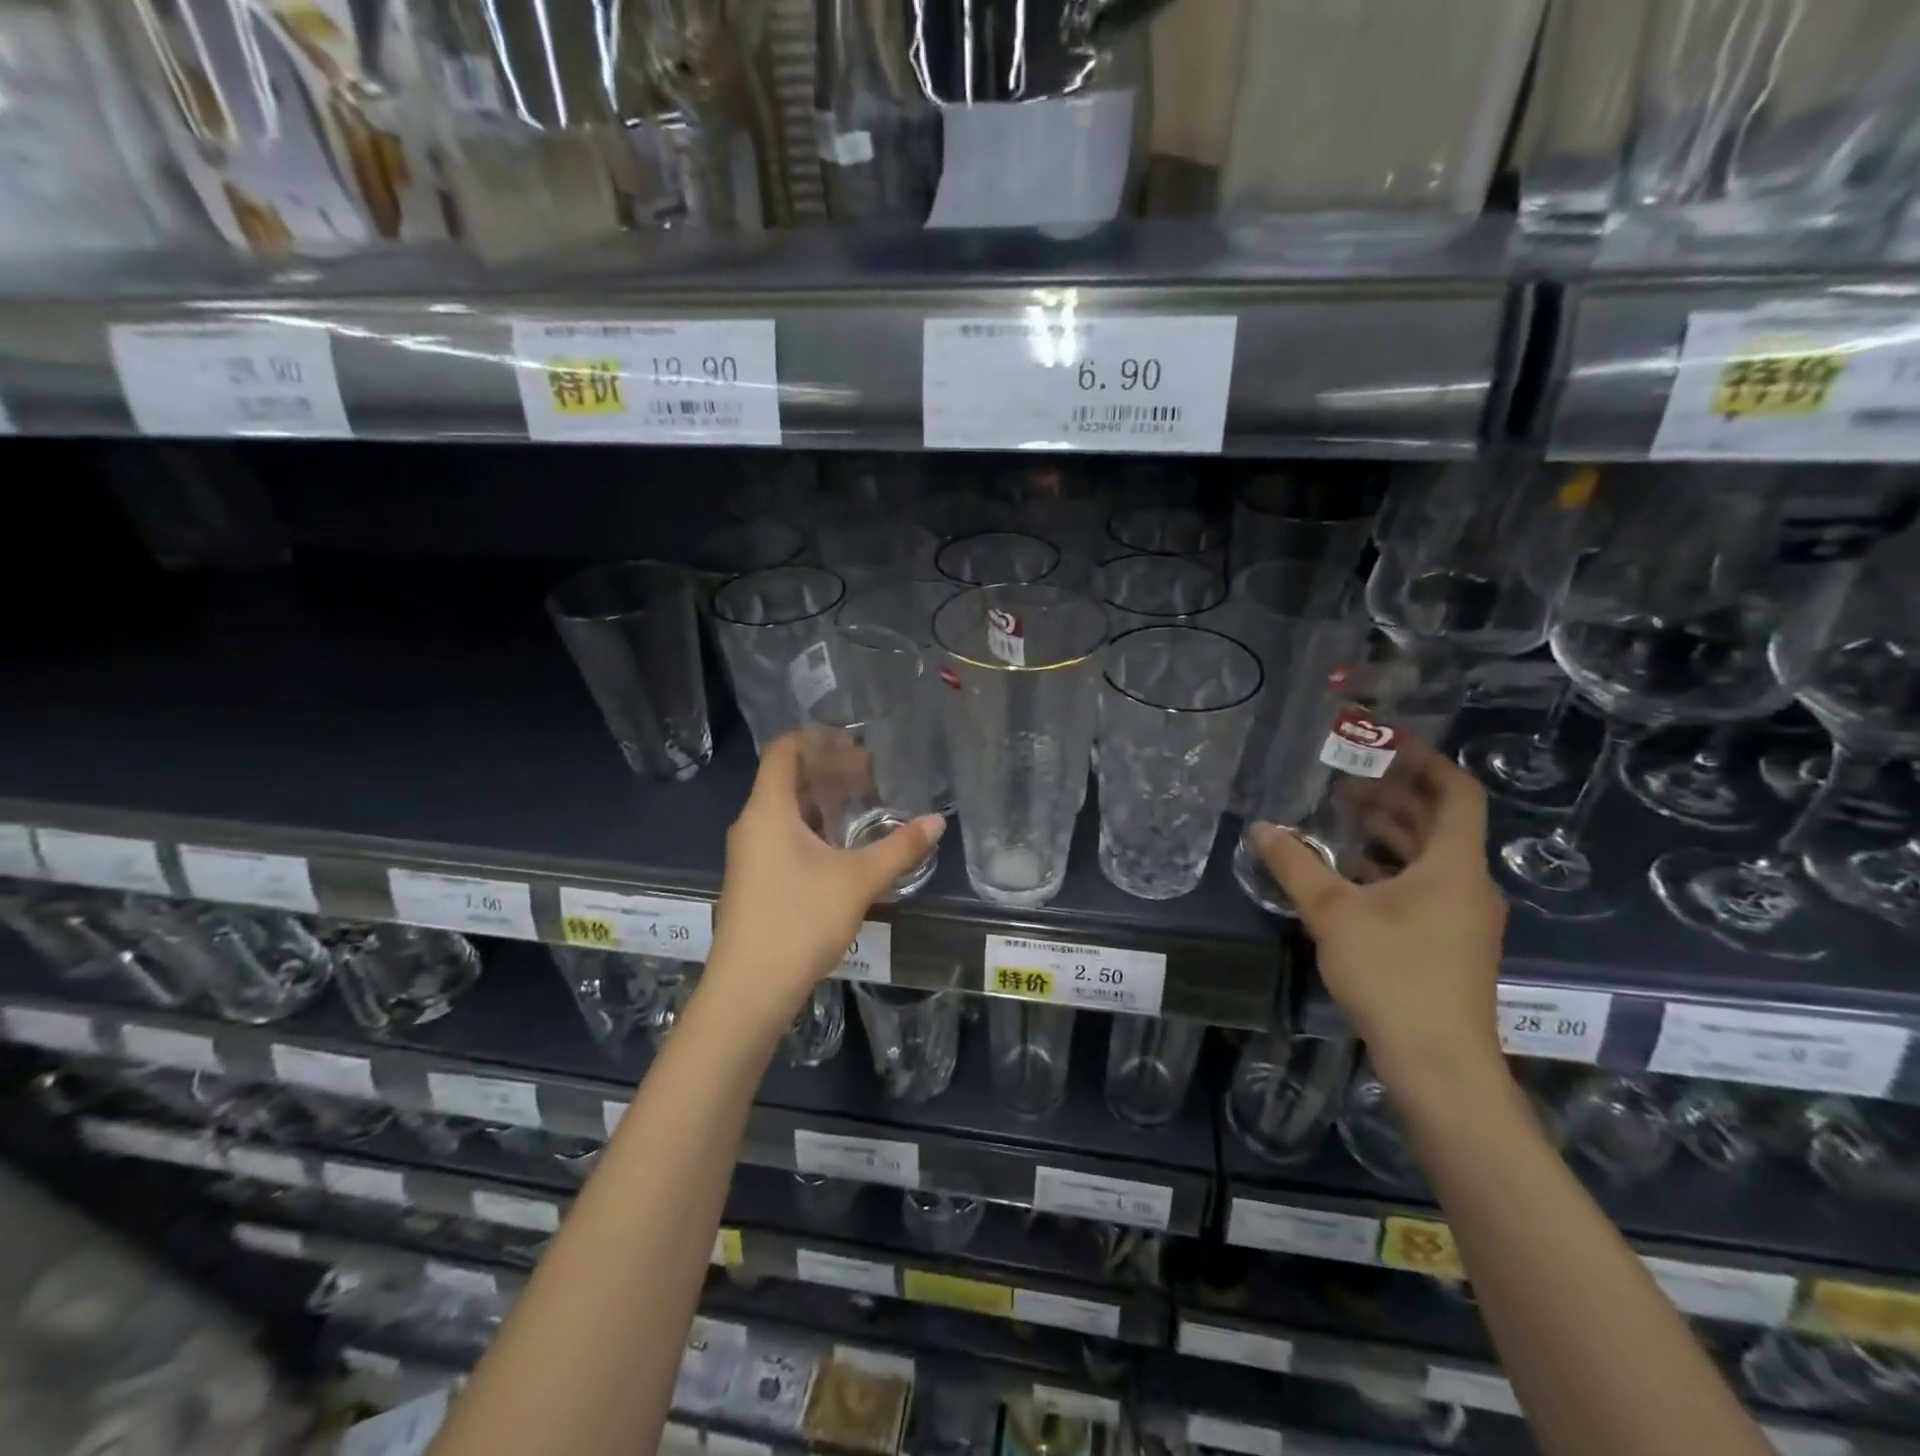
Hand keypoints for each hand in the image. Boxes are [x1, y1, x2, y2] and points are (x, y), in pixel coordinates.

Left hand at [704, 733, 943, 1032]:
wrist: (750, 988)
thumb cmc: (800, 920)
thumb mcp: (859, 880)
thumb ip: (900, 848)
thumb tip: (937, 822)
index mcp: (768, 810)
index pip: (784, 750)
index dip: (818, 739)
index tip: (856, 742)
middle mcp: (752, 824)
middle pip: (786, 779)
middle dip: (828, 771)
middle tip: (872, 776)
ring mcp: (749, 855)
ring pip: (785, 811)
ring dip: (822, 803)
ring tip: (863, 807)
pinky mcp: (754, 880)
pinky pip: (782, 836)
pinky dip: (812, 829)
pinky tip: (843, 848)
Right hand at [1250, 738, 1506, 1087]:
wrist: (1438, 1061)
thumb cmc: (1394, 973)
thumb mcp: (1333, 913)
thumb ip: (1295, 866)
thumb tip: (1261, 828)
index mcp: (1454, 866)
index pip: (1457, 794)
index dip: (1427, 764)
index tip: (1387, 747)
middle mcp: (1467, 884)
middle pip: (1438, 824)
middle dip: (1392, 800)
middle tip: (1341, 787)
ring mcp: (1462, 917)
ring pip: (1428, 859)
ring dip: (1387, 837)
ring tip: (1336, 826)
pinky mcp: (1450, 943)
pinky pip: (1422, 888)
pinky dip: (1388, 872)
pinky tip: (1346, 877)